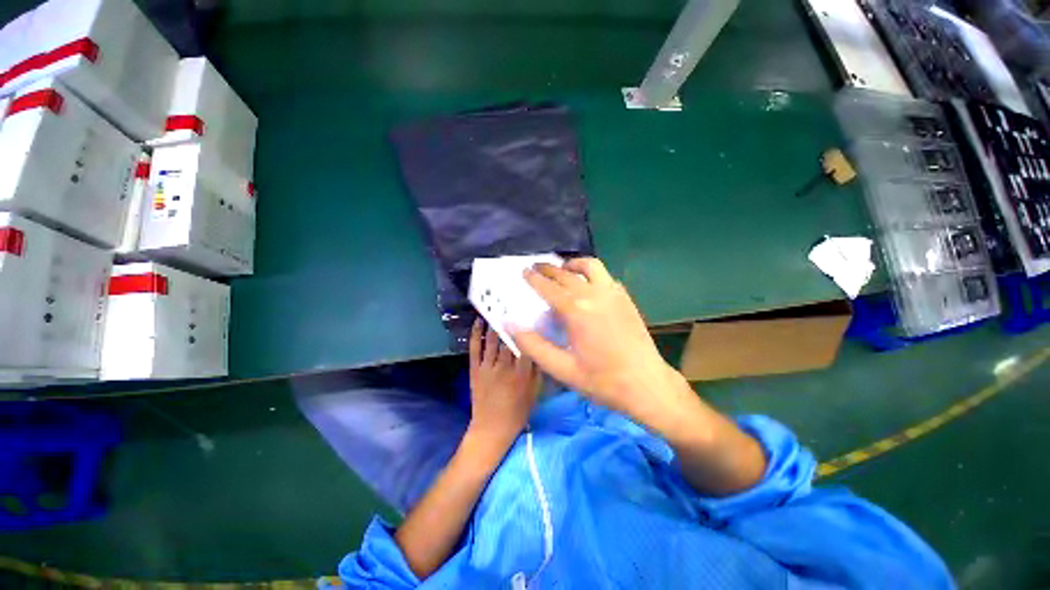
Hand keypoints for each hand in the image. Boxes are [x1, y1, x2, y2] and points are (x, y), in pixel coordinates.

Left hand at [467, 320, 541, 450]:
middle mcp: (504, 367)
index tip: (530, 315)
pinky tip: (479, 321)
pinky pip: (475, 349)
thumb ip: (538, 372)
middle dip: (512, 322)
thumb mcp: (534, 394)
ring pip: (492, 341)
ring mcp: (487, 367)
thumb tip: (539, 350)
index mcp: (521, 374)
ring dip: (495, 323)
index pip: (526, 346)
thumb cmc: (517, 413)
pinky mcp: (475, 370)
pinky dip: (475, 334)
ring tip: (498, 308)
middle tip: (514, 305)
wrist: (491, 430)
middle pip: (509, 340)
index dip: (528, 329)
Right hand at [513, 258, 688, 424]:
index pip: (548, 287)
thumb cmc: (602, 380)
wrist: (646, 384)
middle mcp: (594, 294)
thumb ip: (533, 345)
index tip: (524, 270)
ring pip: (590, 266)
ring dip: (573, 265)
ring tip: (563, 269)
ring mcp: (613, 293)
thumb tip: (510, 324)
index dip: (534, 278)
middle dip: (548, 269)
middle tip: (536, 267)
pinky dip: (591, 274)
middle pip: (566, 274)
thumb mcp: (561, 369)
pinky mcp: (625, 298)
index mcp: (576, 311)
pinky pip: (605, 276)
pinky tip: (587, 285)